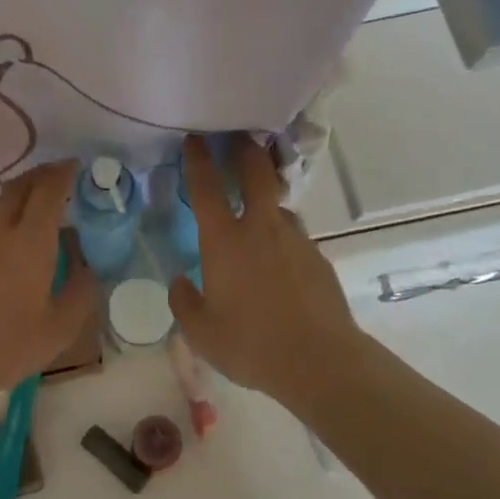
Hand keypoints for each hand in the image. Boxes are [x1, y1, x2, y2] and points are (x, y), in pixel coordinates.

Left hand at [0, 160, 97, 400]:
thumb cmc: (6, 344)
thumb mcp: (59, 329)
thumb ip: (80, 294)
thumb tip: (89, 269)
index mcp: (31, 242)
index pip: (48, 191)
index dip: (63, 173)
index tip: (75, 166)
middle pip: (17, 187)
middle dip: (39, 175)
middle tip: (55, 177)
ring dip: (12, 195)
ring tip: (25, 205)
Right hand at [168, 135, 361, 410]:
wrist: (320, 361)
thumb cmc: (251, 344)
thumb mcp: (201, 332)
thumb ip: (184, 302)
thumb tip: (180, 281)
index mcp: (224, 241)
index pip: (206, 187)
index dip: (198, 158)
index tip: (195, 138)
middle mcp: (261, 228)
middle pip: (256, 172)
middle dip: (245, 148)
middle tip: (238, 137)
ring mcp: (295, 239)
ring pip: (278, 204)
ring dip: (266, 196)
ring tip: (257, 206)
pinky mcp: (318, 257)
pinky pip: (294, 234)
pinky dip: (282, 234)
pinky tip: (279, 258)